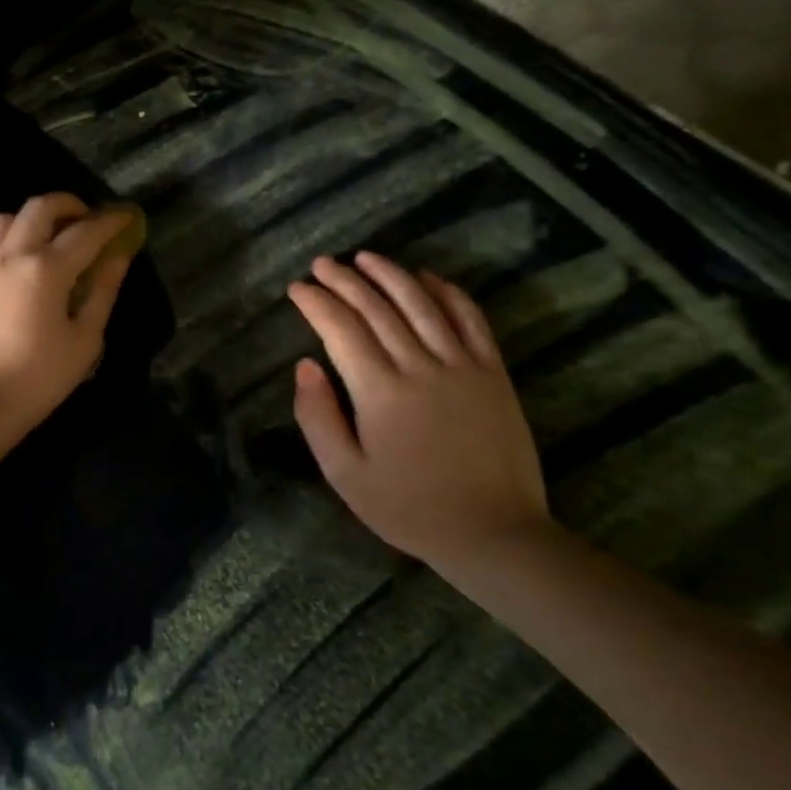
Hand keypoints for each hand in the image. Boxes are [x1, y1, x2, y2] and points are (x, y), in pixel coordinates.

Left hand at [0, 193, 135, 432]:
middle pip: (41, 208)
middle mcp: (11, 255)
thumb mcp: (85, 339)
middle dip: (69, 205)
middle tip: (88, 219)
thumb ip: (103, 291)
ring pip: (7, 217)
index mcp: (46, 270)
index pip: (85, 232)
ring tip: (50, 236)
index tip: (126, 217)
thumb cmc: (40, 377)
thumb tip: (119, 256)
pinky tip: (22, 258)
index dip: (110, 222)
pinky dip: (10, 236)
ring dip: (34, 218)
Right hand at [287, 252, 551, 568]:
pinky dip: (448, 293)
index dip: (316, 303)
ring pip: (422, 304)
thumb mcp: (344, 473)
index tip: (297, 288)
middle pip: (377, 309)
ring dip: (391, 275)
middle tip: (323, 264)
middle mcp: (420, 366)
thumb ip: (318, 417)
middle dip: (345, 281)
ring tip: (366, 257)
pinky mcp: (493, 374)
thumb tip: (304, 366)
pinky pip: (470, 320)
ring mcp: (462, 366)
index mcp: (379, 391)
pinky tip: (429, 278)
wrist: (492, 532)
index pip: (341, 330)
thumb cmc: (407, 507)